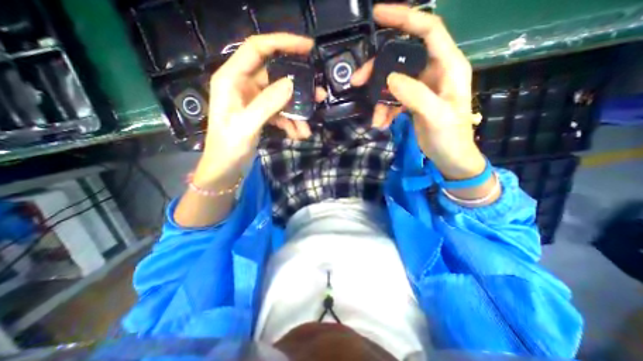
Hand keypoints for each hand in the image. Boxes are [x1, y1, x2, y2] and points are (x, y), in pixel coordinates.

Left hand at [194, 32, 327, 187]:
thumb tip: (291, 83)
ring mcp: (253, 100)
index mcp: (231, 79)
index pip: (257, 49)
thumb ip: (267, 103)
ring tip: (306, 128)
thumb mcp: (246, 125)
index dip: (282, 43)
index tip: (307, 48)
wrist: (226, 168)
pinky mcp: (261, 113)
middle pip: (275, 76)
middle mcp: (243, 85)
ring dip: (296, 112)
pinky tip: (297, 134)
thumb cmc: (228, 147)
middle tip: (318, 95)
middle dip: (298, 87)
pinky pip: (280, 112)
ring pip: (281, 97)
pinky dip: (290, 122)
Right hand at [354, 4, 485, 178]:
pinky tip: (382, 123)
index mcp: (448, 66)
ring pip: (393, 81)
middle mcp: (434, 71)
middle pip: (401, 57)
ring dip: (379, 98)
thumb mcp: (436, 115)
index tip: (378, 14)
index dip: (404, 18)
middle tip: (357, 81)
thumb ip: (415, 95)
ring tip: (375, 119)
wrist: (450, 157)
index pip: (428, 29)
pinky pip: (393, 98)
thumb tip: (390, 78)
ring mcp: (421, 87)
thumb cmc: (450, 137)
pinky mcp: (412, 101)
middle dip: (378, 69)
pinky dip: (384, 109)